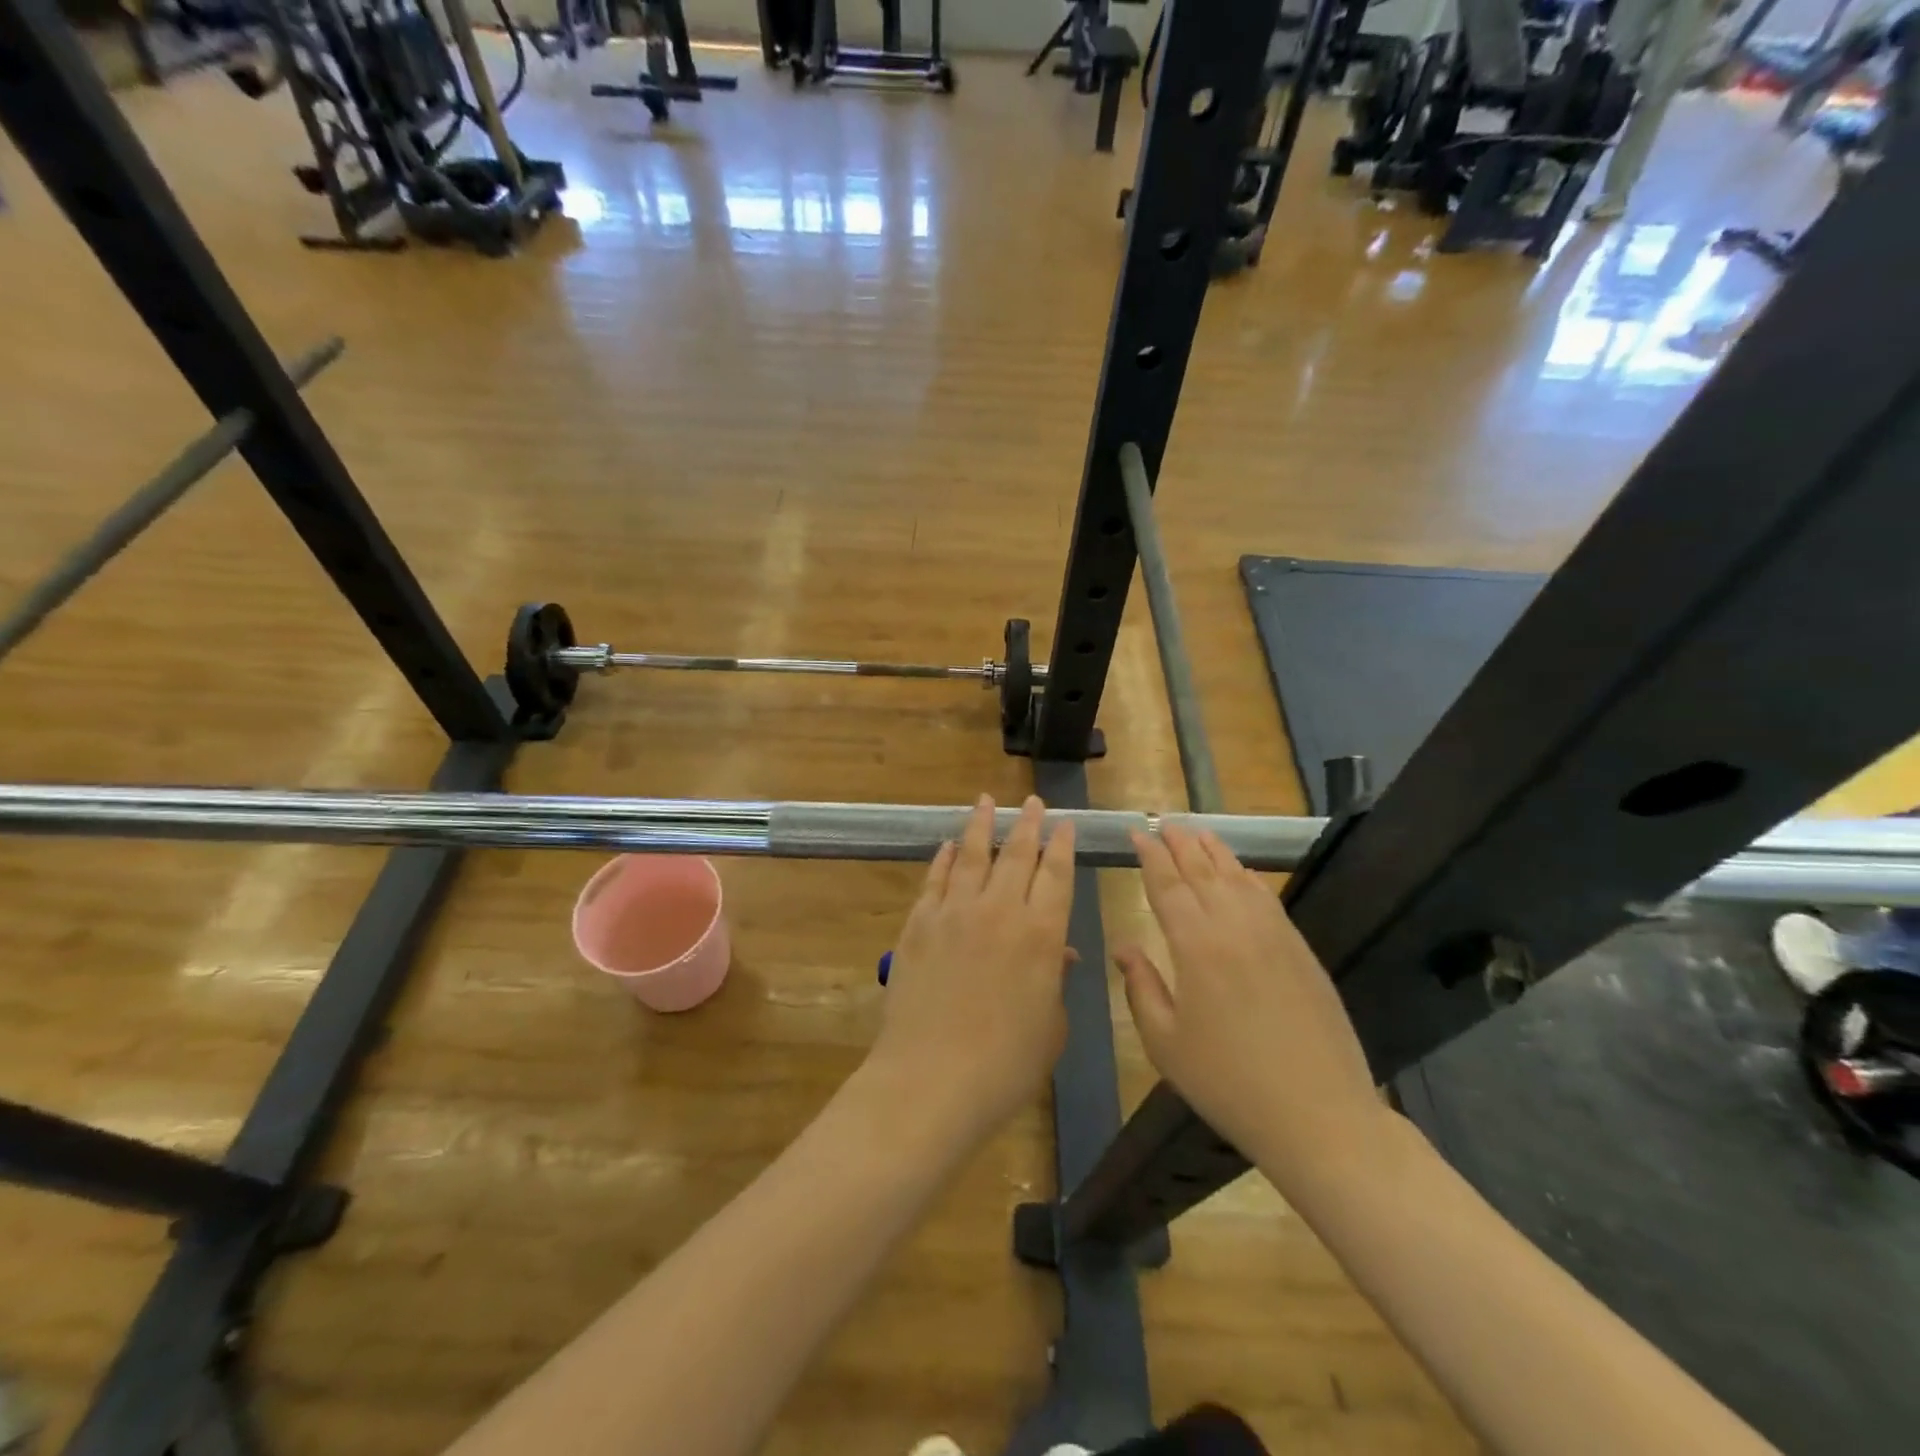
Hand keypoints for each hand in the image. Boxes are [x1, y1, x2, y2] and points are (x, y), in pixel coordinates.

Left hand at [868, 795, 1075, 1143]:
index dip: (1063, 845)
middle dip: (1027, 824)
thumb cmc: (1005, 1064)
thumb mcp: (1050, 1026)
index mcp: (1041, 935)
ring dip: (982, 825)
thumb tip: (1057, 951)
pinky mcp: (918, 924)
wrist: (931, 1079)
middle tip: (1032, 801)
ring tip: (986, 801)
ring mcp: (954, 913)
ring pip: (972, 855)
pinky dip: (944, 859)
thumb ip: (1054, 979)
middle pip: (1017, 854)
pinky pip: (935, 880)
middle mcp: (1000, 911)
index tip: (1065, 823)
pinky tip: (948, 846)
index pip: (1057, 875)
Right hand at [1115, 825, 1386, 1183]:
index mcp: (1195, 946)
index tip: (1138, 833)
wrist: (1318, 1114)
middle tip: (1164, 822)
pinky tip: (1240, 871)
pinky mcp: (1300, 949)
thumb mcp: (1166, 1044)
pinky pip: (1267, 897)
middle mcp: (1234, 927)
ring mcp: (1273, 934)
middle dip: (1180, 843)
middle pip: (1202, 871)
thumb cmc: (1229, 1083)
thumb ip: (1141, 987)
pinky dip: (1248, 876)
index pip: (1167, 886)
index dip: (1150, 856)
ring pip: (1238, 877)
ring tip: (1198, 831)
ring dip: (1214, 850)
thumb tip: (1125, 946)